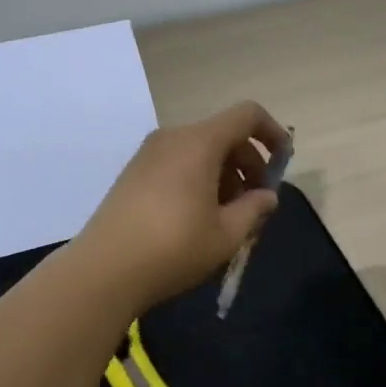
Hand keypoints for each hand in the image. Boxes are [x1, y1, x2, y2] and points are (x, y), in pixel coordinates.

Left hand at [74, 100, 286, 307]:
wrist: (103, 270)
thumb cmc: (173, 248)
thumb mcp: (226, 234)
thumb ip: (254, 209)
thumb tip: (267, 196)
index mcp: (200, 142)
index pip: (246, 115)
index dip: (272, 132)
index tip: (283, 162)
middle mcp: (173, 137)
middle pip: (224, 135)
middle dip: (248, 164)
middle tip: (256, 204)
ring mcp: (149, 153)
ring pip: (200, 150)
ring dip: (223, 175)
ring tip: (228, 217)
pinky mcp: (133, 172)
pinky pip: (178, 162)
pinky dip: (198, 178)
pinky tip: (197, 217)